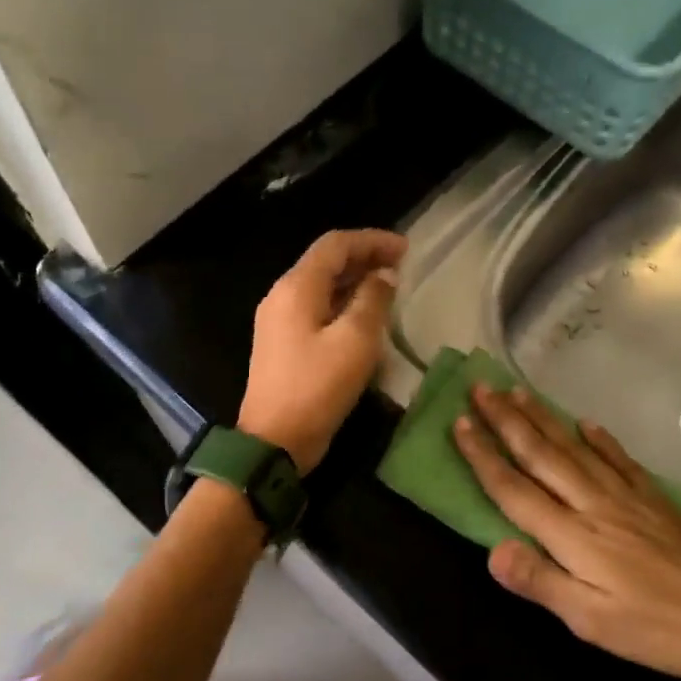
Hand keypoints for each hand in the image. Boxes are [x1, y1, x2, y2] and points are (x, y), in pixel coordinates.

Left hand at [238, 229, 406, 472]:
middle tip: (402, 266)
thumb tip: (384, 276)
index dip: (372, 240)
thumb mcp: (355, 341)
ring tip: (390, 287)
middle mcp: (282, 295)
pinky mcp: (283, 343)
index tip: (406, 249)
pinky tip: (365, 316)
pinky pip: (316, 309)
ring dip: (355, 281)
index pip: (335, 245)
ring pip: (321, 286)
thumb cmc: (317, 387)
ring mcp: (279, 320)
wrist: (274, 440)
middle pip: (326, 262)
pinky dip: (343, 303)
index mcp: (296, 287)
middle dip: (365, 258)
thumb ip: (372, 300)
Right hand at [454, 382, 680, 680]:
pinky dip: (600, 439)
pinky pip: (619, 460)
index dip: (483, 456)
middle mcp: (592, 504)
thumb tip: (492, 550)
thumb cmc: (661, 628)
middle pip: (540, 455)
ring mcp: (626, 497)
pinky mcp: (655, 499)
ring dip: (542, 419)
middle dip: (506, 421)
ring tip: (518, 392)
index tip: (459, 424)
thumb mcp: (594, 622)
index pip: (515, 489)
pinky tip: (587, 423)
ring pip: (574, 448)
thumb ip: (542, 583)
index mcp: (572, 535)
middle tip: (480, 389)